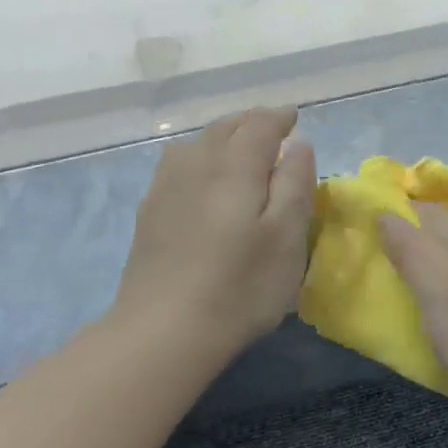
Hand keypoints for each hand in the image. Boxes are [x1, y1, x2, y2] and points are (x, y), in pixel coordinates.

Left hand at [113, 108, 316, 360]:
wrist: (165, 329)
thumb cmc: (241, 286)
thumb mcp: (286, 237)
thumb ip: (295, 184)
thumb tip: (298, 145)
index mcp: (234, 167)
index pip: (258, 125)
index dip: (279, 117)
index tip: (294, 117)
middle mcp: (196, 165)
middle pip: (224, 128)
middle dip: (250, 122)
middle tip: (272, 128)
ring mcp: (166, 188)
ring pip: (195, 144)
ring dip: (222, 137)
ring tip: (239, 149)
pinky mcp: (149, 214)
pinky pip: (176, 166)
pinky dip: (198, 158)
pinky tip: (202, 179)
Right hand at [378, 206, 447, 407]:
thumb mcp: (428, 283)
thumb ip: (405, 243)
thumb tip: (384, 213)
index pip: (420, 210)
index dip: (395, 225)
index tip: (377, 252)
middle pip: (444, 229)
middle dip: (419, 245)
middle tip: (397, 276)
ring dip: (444, 264)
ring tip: (426, 293)